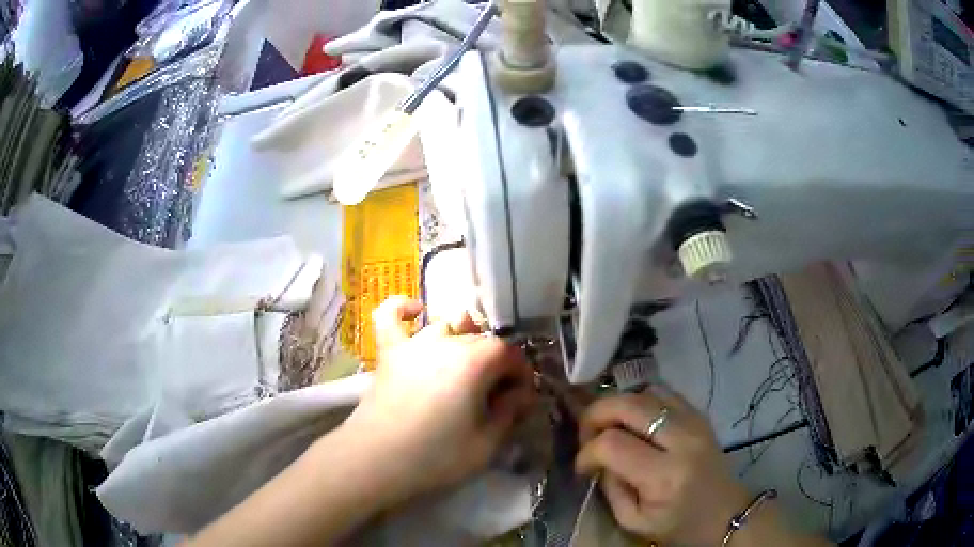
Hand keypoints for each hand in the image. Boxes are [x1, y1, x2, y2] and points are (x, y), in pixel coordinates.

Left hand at [343, 296, 535, 500]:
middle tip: (494, 397)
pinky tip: (415, 310)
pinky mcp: (388, 352)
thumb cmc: (436, 456)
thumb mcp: (486, 444)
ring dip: (462, 341)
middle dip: (496, 365)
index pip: (510, 355)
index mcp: (476, 361)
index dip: (521, 376)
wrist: (376, 460)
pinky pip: (390, 317)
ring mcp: (414, 343)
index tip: (520, 400)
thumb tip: (519, 395)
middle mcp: (447, 342)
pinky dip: (402, 308)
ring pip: (446, 327)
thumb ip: (509, 413)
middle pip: (481, 341)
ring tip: (465, 367)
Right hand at [576, 390, 749, 546]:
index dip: (587, 451)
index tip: (583, 466)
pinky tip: (636, 422)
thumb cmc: (679, 527)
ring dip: (619, 405)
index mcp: (664, 476)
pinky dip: (642, 402)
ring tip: (611, 427)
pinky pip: (664, 393)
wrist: (726, 515)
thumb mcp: (634, 521)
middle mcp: (682, 440)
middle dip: (596, 415)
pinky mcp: (701, 415)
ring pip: (646, 392)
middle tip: (587, 434)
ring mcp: (695, 422)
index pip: (612, 444)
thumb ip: (611, 488)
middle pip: (628, 405)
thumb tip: (597, 458)